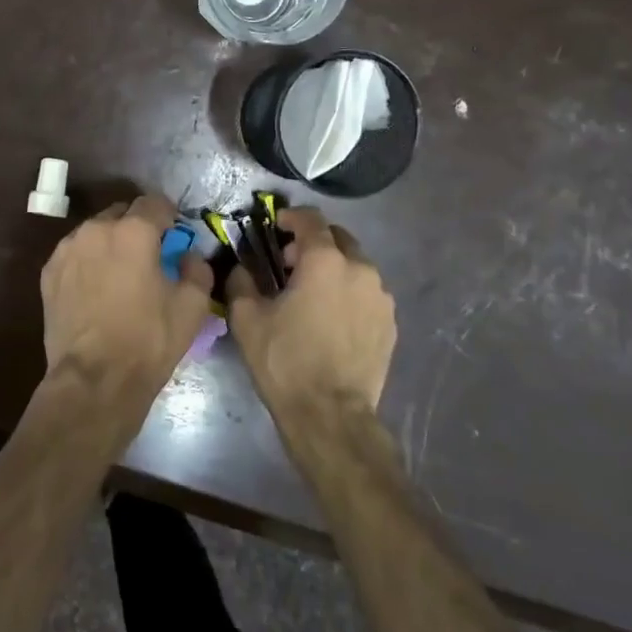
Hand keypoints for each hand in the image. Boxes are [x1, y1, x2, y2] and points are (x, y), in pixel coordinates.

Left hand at [41, 195, 212, 399]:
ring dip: (110, 243)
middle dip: (137, 227)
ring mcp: (67, 249)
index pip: (155, 202)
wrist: (94, 379)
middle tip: (149, 256)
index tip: (174, 235)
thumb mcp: (192, 307)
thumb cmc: (148, 341)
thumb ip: (197, 269)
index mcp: (134, 231)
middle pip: (122, 213)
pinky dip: (88, 261)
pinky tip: (95, 288)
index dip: (169, 215)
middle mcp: (96, 229)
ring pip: (95, 232)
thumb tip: (188, 256)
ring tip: (119, 274)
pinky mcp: (48, 272)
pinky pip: (75, 254)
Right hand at [227, 207, 396, 419]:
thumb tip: (241, 267)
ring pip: (356, 265)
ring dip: (333, 267)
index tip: (276, 226)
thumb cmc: (285, 361)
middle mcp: (360, 269)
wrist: (330, 414)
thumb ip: (241, 281)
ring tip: (312, 293)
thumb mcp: (247, 319)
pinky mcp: (390, 322)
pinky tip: (332, 317)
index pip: (311, 219)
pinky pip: (367, 293)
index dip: (291, 216)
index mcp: (325, 261)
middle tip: (290, 263)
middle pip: (338, 238)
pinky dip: (349, 292)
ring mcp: (381, 297)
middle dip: (313, 242)